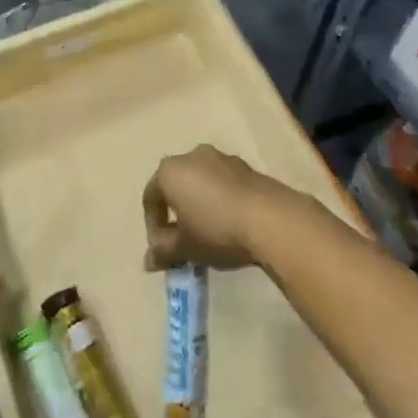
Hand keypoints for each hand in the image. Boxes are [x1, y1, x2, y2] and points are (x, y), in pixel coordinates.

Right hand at [141, 145, 308, 270]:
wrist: (270, 218)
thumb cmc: (216, 230)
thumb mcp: (185, 247)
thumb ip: (163, 252)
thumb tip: (147, 261)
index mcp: (170, 171)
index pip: (150, 198)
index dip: (153, 226)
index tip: (163, 250)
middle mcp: (192, 156)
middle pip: (176, 186)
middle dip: (177, 214)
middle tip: (184, 242)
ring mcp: (221, 158)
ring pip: (201, 183)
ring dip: (200, 206)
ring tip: (209, 235)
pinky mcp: (246, 167)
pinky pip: (224, 184)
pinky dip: (221, 201)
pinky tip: (231, 225)